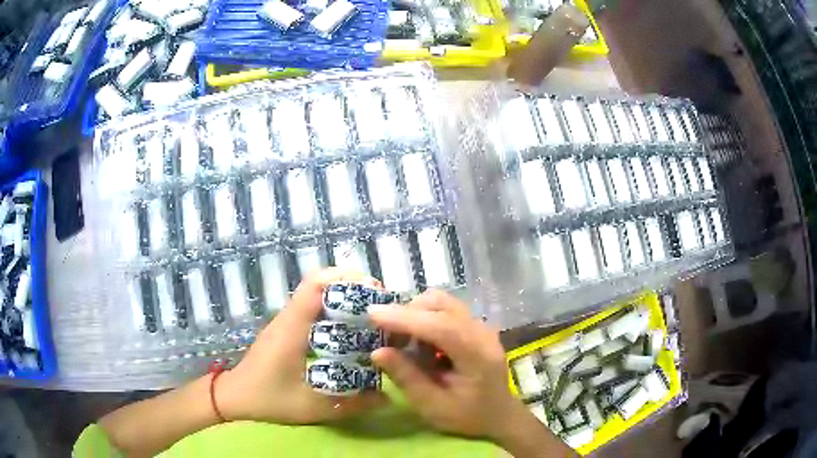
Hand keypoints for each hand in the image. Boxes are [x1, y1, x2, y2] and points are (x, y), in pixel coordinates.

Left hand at [216, 268, 386, 423]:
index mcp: (292, 329)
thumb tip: (388, 398)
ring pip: (316, 296)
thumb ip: (350, 405)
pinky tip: (350, 333)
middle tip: (381, 305)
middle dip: (352, 287)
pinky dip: (333, 313)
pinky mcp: (286, 330)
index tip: (373, 288)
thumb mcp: (311, 407)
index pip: (314, 286)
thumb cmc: (268, 399)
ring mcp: (286, 323)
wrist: (234, 397)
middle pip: (319, 285)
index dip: (344, 278)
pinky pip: (312, 311)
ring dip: (343, 299)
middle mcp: (288, 318)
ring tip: (372, 316)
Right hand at [368, 290, 519, 440]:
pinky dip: (425, 318)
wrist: (499, 415)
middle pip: (440, 305)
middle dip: (407, 314)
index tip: (372, 315)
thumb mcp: (433, 406)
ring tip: (403, 342)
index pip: (441, 325)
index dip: (405, 318)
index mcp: (477, 355)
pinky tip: (420, 344)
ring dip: (415, 315)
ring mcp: (480, 326)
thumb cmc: (467, 416)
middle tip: (387, 339)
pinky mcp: (474, 326)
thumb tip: (377, 351)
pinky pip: (444, 310)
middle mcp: (482, 332)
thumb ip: (407, 378)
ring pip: (441, 302)